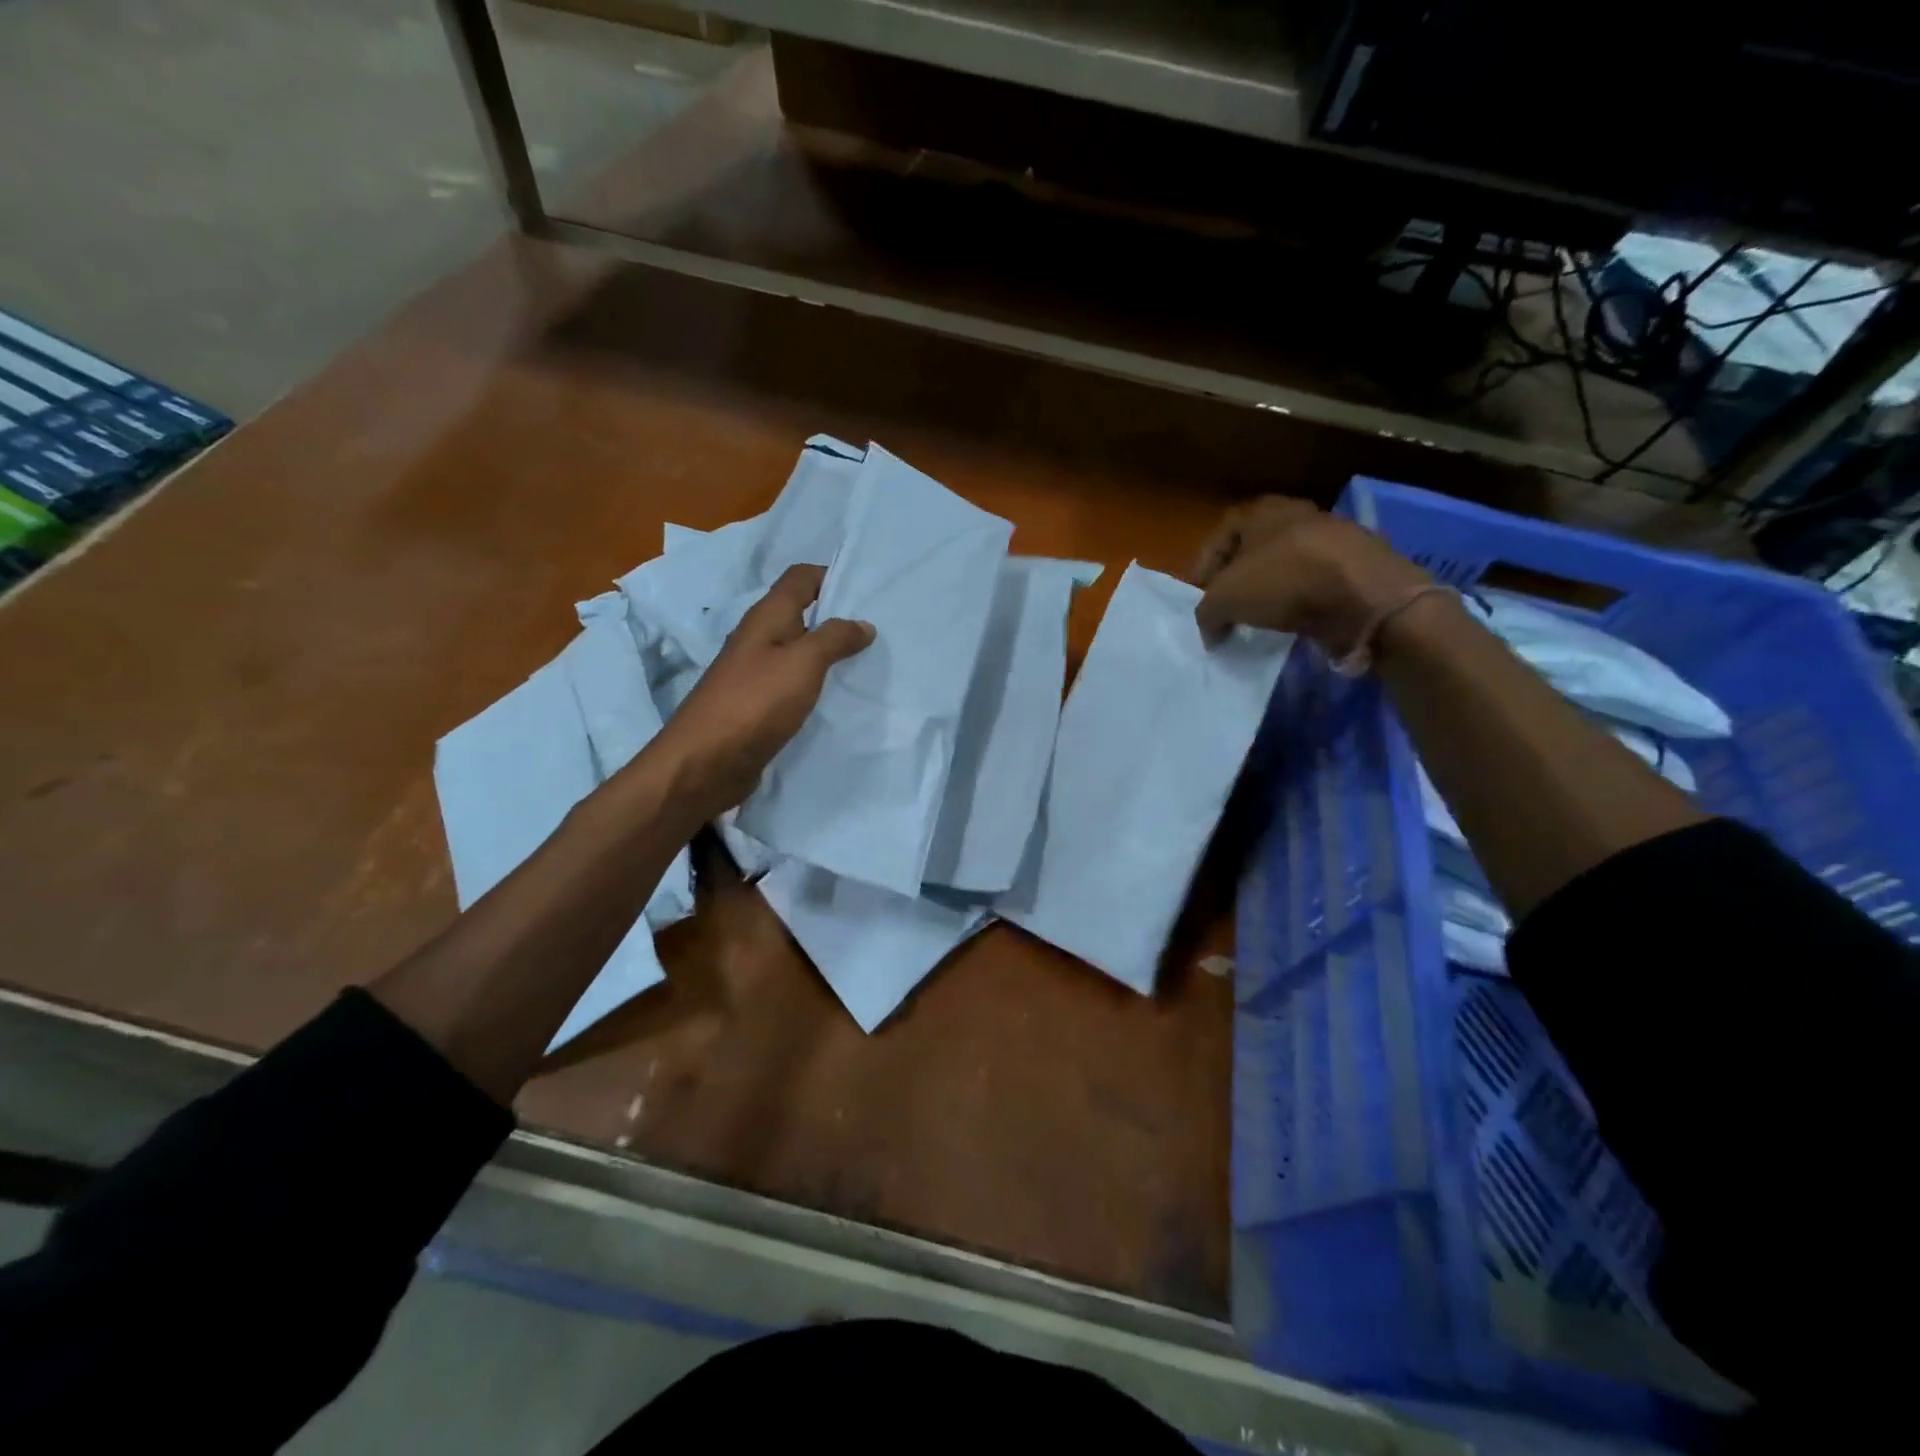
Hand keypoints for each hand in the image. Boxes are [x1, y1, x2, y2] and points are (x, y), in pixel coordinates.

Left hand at [657, 564, 873, 815]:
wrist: (707, 762)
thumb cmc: (755, 702)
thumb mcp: (803, 662)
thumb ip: (835, 638)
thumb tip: (863, 623)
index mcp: (766, 617)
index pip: (800, 578)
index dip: (831, 576)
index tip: (868, 590)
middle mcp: (759, 639)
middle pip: (802, 614)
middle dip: (838, 617)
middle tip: (881, 628)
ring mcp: (757, 674)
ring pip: (800, 651)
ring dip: (830, 653)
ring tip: (870, 661)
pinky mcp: (759, 706)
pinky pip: (795, 684)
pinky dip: (818, 684)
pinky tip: (840, 696)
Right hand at [1192, 497, 1432, 653]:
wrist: (1365, 594)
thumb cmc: (1283, 582)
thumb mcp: (1224, 599)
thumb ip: (1206, 613)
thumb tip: (1210, 631)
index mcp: (1263, 511)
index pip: (1221, 535)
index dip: (1204, 567)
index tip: (1200, 596)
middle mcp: (1298, 515)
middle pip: (1255, 550)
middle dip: (1239, 579)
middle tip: (1228, 608)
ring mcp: (1333, 538)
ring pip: (1288, 566)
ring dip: (1272, 591)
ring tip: (1260, 620)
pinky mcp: (1358, 565)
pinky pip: (1317, 584)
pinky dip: (1302, 601)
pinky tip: (1295, 622)